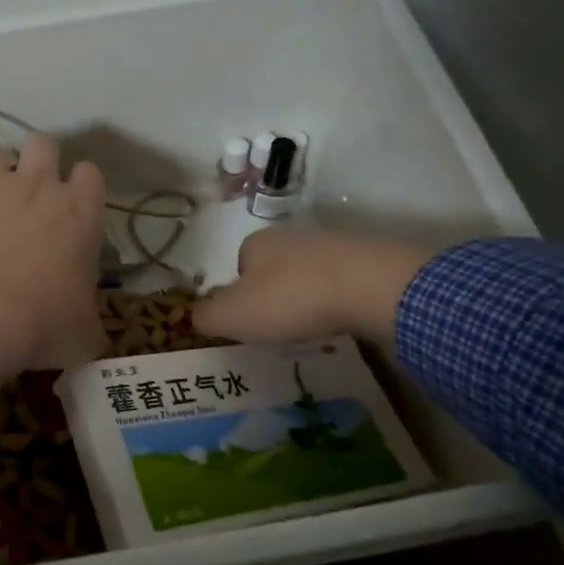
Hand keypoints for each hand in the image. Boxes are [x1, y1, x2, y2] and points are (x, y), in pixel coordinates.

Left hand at [0, 134, 107, 412]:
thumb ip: (89, 323)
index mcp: (80, 212)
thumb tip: (88, 334)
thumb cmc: (44, 323)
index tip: (74, 205)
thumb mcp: (84, 334)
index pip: (90, 174)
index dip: (82, 186)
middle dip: (37, 158)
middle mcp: (38, 186)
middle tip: (30, 190)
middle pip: (44, 143)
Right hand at [192, 228, 435, 349]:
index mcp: (255, 243)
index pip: (238, 268)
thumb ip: (206, 317)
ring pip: (308, 276)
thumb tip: (195, 317)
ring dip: (307, 299)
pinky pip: (340, 283)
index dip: (240, 297)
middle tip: (280, 328)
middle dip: (274, 297)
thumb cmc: (289, 299)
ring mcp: (331, 245)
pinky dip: (336, 301)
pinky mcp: (365, 260)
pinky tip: (341, 320)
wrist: (369, 286)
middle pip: (273, 271)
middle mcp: (291, 236)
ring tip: (313, 327)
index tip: (251, 322)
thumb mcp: (232, 315)